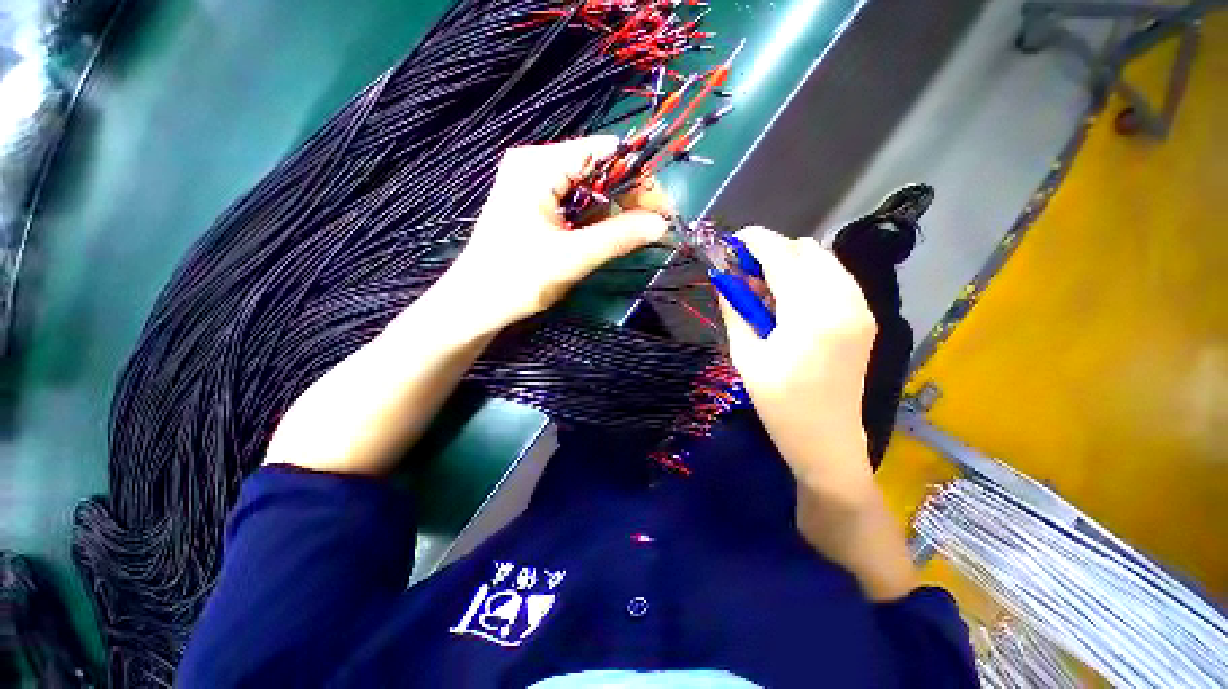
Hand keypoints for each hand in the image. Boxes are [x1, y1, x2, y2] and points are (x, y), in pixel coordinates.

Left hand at [443, 136, 669, 329]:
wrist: (475, 305)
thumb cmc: (518, 279)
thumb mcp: (573, 257)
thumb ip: (619, 237)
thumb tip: (661, 225)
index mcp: (538, 165)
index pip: (603, 152)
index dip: (639, 177)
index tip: (661, 209)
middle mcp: (534, 164)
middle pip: (597, 168)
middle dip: (628, 197)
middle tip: (652, 228)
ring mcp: (531, 184)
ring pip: (587, 187)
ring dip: (613, 210)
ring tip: (634, 235)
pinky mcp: (532, 204)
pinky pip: (574, 202)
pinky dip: (595, 218)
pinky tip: (607, 235)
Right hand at [717, 226, 877, 496]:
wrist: (827, 442)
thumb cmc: (779, 405)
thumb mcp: (746, 356)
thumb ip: (735, 310)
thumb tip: (725, 279)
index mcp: (810, 314)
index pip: (782, 255)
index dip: (755, 240)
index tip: (733, 240)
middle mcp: (843, 301)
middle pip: (806, 249)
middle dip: (772, 251)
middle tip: (746, 275)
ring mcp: (861, 308)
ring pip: (823, 260)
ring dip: (791, 263)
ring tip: (766, 291)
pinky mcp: (864, 317)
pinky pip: (835, 277)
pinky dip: (809, 276)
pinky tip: (790, 302)